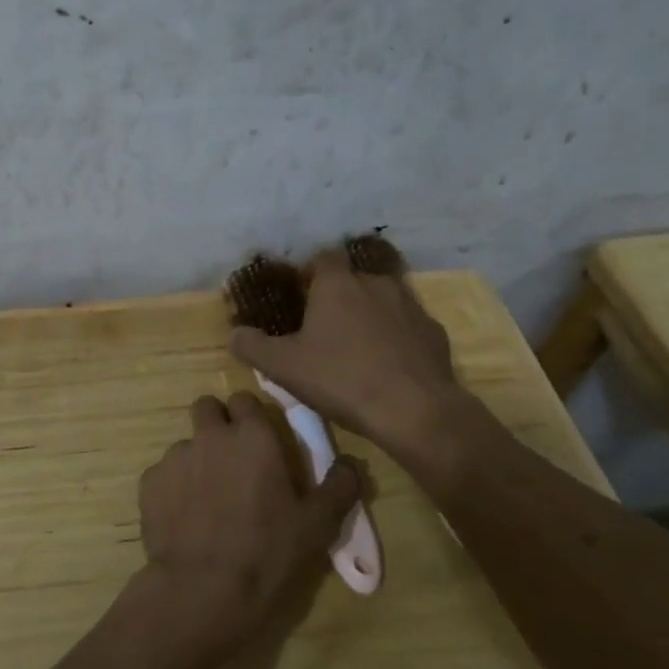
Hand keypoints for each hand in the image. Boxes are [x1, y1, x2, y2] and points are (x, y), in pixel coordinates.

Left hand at [133, 392, 361, 659]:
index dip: (251, 417)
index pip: (245, 400)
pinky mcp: (148, 483)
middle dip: (216, 424)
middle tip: (231, 460)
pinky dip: (173, 488)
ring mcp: (174, 457)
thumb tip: (351, 463)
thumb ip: (339, 487)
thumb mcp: (317, 526)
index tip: (259, 442)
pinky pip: (163, 474)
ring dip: (196, 460)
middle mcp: (210, 436)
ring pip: (185, 444)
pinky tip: (185, 519)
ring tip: (207, 500)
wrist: (202, 591)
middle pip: (207, 408)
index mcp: (252, 436)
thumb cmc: (267, 553)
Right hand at [228, 248, 488, 462]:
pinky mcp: (434, 332)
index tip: (300, 296)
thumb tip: (234, 334)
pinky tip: (388, 366)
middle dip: (338, 299)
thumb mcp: (283, 367)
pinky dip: (396, 339)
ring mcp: (410, 306)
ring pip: (382, 302)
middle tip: (323, 330)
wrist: (414, 409)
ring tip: (355, 349)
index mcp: (337, 285)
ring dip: (368, 317)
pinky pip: (407, 327)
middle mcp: (376, 284)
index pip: (322, 259)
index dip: (309, 273)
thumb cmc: (341, 379)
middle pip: (352, 281)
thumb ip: (252, 346)